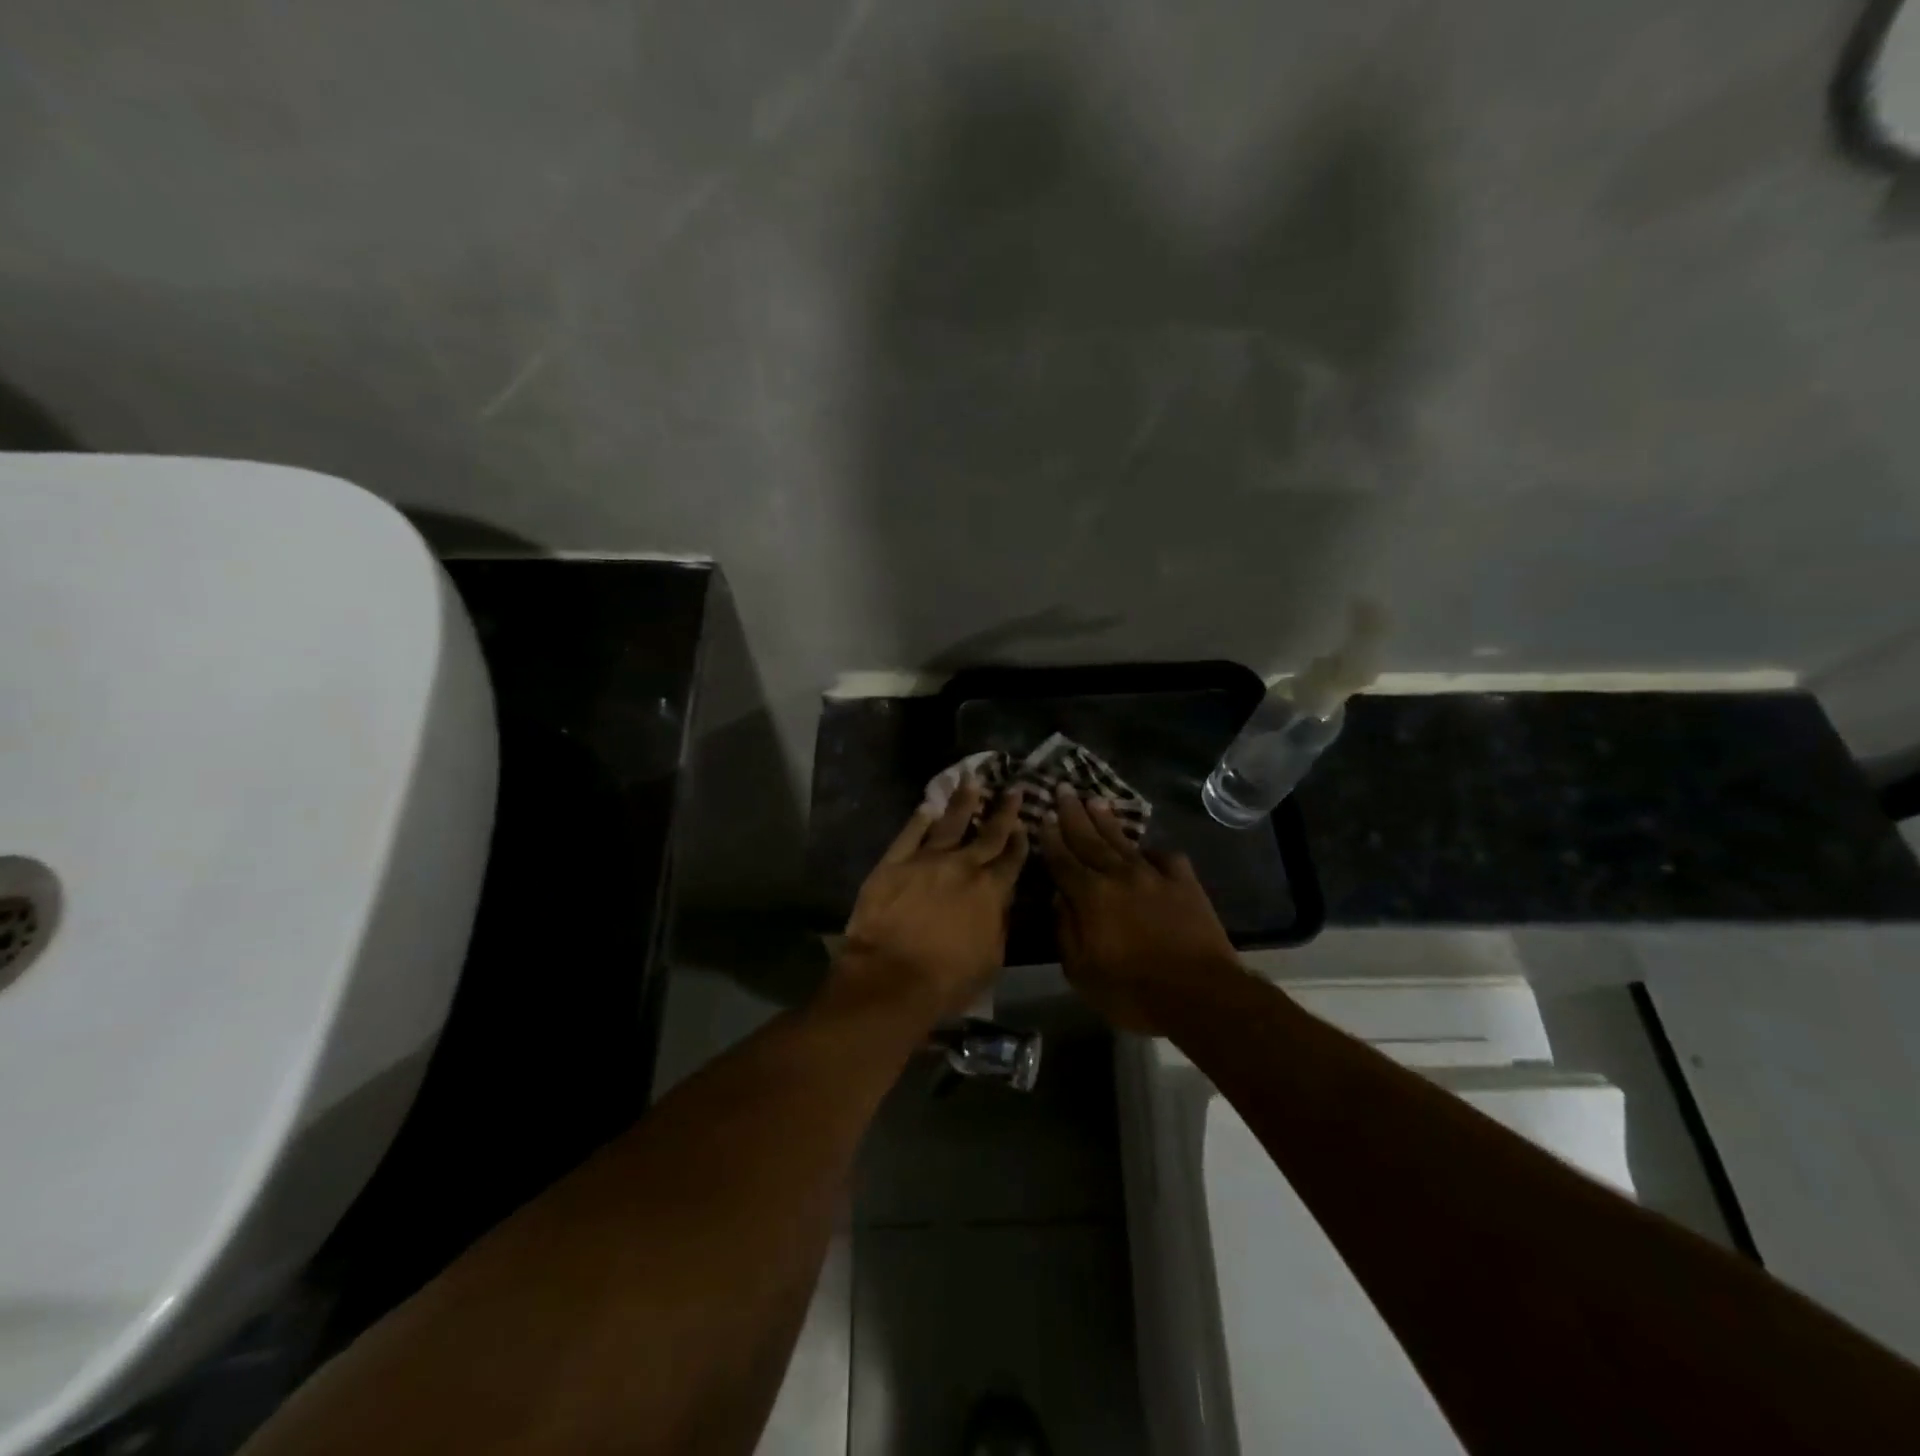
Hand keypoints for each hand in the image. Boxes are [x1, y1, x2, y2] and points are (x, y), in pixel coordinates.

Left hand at [837, 780, 1027, 1023]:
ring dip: (963, 802)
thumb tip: (1000, 903)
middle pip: (987, 834)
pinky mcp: (893, 862)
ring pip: (949, 823)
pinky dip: (919, 819)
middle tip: (1013, 789)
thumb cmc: (947, 980)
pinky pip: (909, 834)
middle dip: (1003, 811)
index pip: (1011, 860)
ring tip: (971, 781)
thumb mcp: (991, 959)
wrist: (891, 978)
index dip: (1020, 841)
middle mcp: (963, 867)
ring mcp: (926, 860)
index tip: (1025, 823)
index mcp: (991, 891)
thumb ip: (998, 924)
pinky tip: (927, 807)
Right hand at [1038, 785, 1240, 1032]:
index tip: (1043, 816)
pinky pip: (1164, 857)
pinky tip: (1146, 850)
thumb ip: (1066, 931)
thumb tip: (1059, 898)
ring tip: (1095, 801)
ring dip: (1106, 821)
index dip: (1051, 838)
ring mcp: (1154, 876)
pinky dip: (1152, 851)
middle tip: (1064, 789)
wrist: (1199, 994)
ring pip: (1123, 841)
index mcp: (1090, 895)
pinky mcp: (1184, 883)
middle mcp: (1118, 875)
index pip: (1063, 860)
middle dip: (1074, 814)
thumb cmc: (1132, 992)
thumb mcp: (1081, 972)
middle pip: (1090, 839)